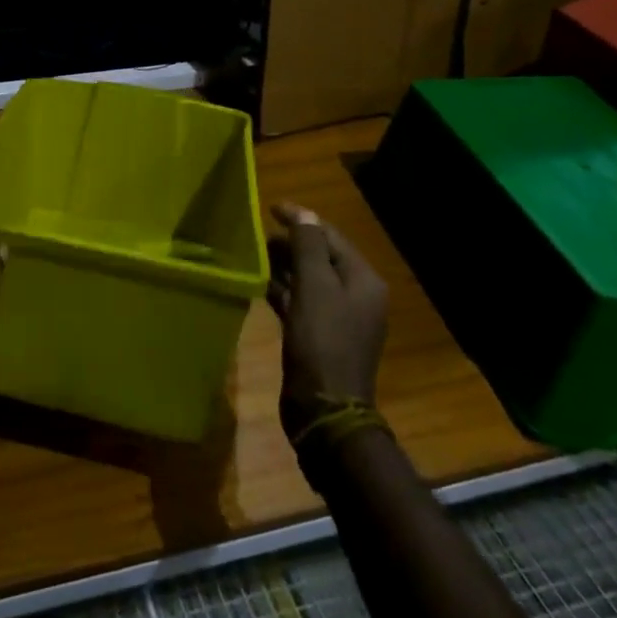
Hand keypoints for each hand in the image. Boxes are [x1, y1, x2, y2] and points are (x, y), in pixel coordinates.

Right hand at [267, 203, 388, 436]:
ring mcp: (339, 319)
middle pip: (321, 257)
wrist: (324, 409)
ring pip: (309, 280)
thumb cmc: (321, 341)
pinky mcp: (320, 337)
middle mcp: (356, 296)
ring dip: (284, 267)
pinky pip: (301, 303)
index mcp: (363, 280)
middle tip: (256, 236)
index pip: (330, 236)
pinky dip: (283, 291)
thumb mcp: (314, 286)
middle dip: (290, 244)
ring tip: (253, 256)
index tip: (269, 208)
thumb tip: (303, 213)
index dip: (301, 220)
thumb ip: (308, 246)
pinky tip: (259, 286)